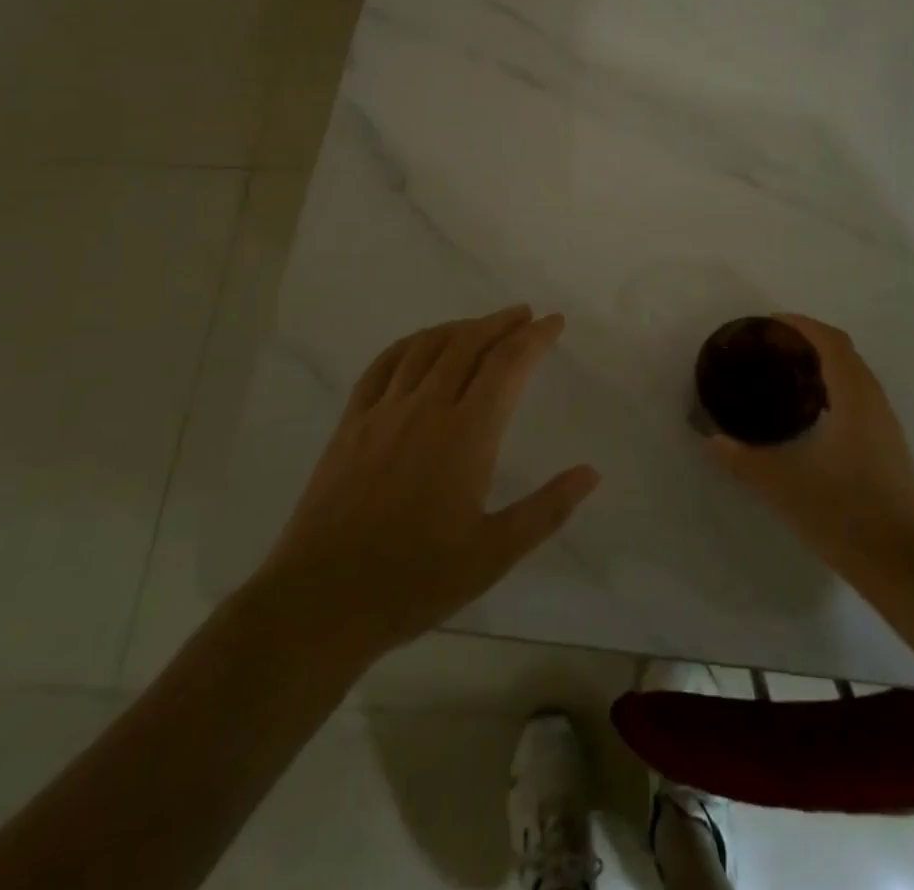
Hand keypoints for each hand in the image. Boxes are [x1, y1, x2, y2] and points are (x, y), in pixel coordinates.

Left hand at [264, 306, 598, 657]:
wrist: (322, 599)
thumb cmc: (415, 580)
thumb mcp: (493, 554)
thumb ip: (546, 510)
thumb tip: (590, 473)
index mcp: (466, 434)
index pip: (507, 365)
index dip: (534, 338)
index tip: (554, 322)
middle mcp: (426, 407)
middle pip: (468, 344)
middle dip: (500, 323)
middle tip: (524, 315)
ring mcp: (384, 411)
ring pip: (427, 347)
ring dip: (460, 327)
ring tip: (481, 325)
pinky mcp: (352, 423)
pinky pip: (384, 365)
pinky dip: (411, 343)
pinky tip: (421, 345)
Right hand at [705, 314, 913, 594]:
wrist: (906, 570)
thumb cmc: (845, 517)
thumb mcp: (782, 486)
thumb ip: (742, 458)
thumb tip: (710, 438)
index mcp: (855, 400)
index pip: (831, 342)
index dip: (802, 324)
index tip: (769, 323)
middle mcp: (876, 405)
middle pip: (846, 353)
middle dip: (810, 341)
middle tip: (771, 348)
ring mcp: (888, 428)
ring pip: (857, 377)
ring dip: (825, 365)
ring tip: (787, 376)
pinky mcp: (891, 450)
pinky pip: (862, 400)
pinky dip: (836, 389)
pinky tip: (812, 417)